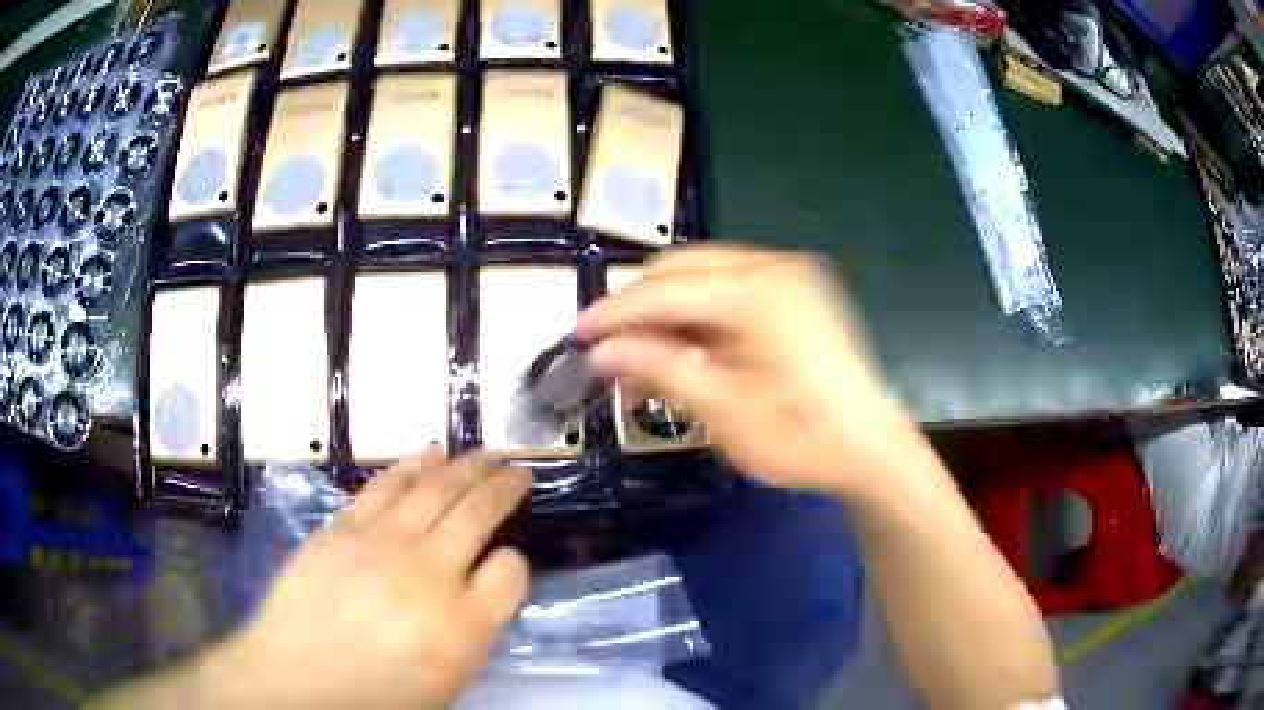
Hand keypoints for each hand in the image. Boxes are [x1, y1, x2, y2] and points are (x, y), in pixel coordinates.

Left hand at [209, 450, 531, 709]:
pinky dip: (412, 467)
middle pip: (474, 514)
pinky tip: (428, 455)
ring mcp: (381, 543)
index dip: (516, 563)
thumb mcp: (445, 682)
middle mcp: (427, 572)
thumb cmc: (377, 694)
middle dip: (500, 488)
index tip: (512, 556)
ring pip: (433, 490)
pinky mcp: (344, 529)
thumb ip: (475, 627)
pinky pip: (385, 488)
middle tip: (517, 470)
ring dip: (462, 468)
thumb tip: (489, 579)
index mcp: (461, 625)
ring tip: (482, 454)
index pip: (511, 575)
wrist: (298, 678)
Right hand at [578, 247, 914, 499]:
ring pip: (704, 283)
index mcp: (758, 289)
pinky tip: (684, 359)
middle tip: (614, 355)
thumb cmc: (802, 438)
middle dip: (643, 312)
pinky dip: (700, 324)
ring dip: (669, 320)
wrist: (872, 451)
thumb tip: (601, 352)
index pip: (665, 289)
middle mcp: (773, 267)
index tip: (577, 334)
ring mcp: (788, 279)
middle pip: (682, 272)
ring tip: (644, 370)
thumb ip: (659, 368)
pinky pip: (730, 297)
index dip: (616, 313)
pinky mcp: (795, 297)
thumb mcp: (723, 410)